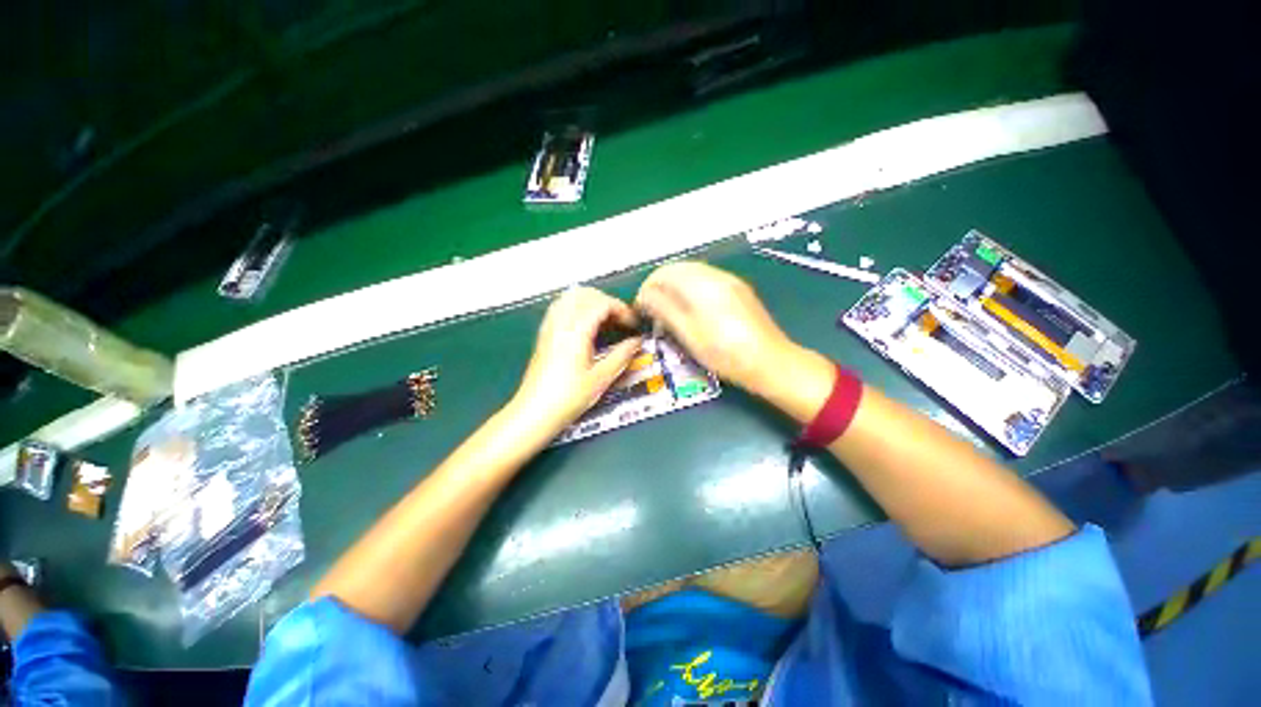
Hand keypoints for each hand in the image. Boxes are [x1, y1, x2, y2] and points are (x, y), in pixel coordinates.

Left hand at [511, 287, 642, 435]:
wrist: (534, 412)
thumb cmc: (569, 397)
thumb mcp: (601, 378)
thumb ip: (622, 355)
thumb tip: (637, 342)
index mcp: (576, 331)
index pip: (601, 303)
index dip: (622, 309)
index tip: (633, 324)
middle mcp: (560, 322)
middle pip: (585, 294)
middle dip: (607, 302)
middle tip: (621, 321)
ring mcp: (549, 326)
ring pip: (570, 297)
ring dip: (591, 302)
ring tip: (606, 321)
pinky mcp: (544, 334)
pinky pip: (560, 307)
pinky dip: (577, 307)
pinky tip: (586, 325)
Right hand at [635, 262, 797, 396]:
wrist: (770, 362)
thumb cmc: (725, 353)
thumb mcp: (688, 334)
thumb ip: (664, 309)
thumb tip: (644, 295)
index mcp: (701, 284)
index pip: (663, 273)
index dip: (647, 289)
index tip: (640, 310)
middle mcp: (716, 275)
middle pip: (677, 269)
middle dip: (659, 286)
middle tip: (652, 311)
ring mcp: (730, 281)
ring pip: (691, 273)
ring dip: (674, 287)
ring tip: (668, 312)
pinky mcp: (738, 290)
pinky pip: (706, 280)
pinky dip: (690, 289)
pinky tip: (690, 310)